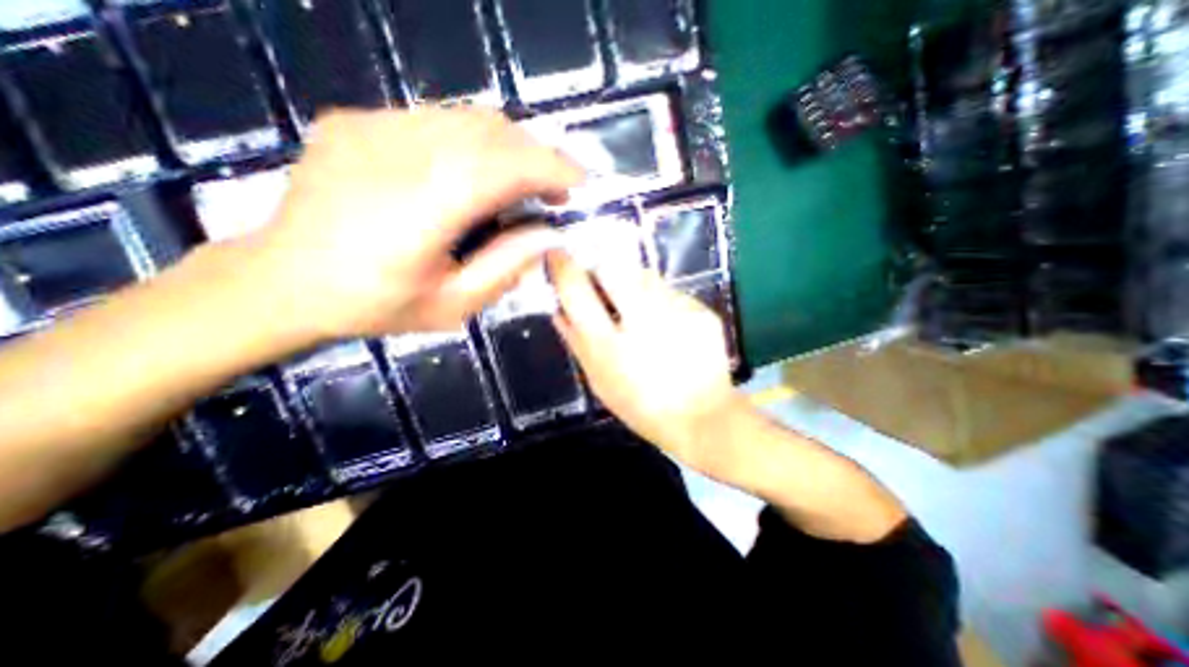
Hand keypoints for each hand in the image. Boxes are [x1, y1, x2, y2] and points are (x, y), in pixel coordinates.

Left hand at [252, 108, 584, 340]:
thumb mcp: (453, 305)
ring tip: (520, 180)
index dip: (549, 168)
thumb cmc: (376, 304)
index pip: (501, 166)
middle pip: (488, 131)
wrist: (284, 279)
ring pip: (464, 117)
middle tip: (552, 188)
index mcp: (420, 210)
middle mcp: (395, 156)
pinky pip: (434, 119)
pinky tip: (473, 171)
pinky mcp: (356, 121)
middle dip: (535, 154)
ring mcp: (370, 128)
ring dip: (508, 147)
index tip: (578, 182)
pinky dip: (472, 141)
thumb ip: (506, 268)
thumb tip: (549, 236)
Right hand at [549, 249, 739, 479]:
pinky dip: (662, 301)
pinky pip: (671, 291)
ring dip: (634, 285)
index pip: (575, 289)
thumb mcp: (600, 380)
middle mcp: (641, 320)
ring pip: (644, 276)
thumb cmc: (641, 405)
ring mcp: (676, 312)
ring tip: (642, 313)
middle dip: (601, 267)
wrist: (702, 417)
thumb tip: (558, 310)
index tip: (558, 255)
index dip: (562, 266)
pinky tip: (670, 326)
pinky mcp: (701, 311)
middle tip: (604, 283)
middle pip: (611, 266)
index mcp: (608, 344)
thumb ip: (577, 343)